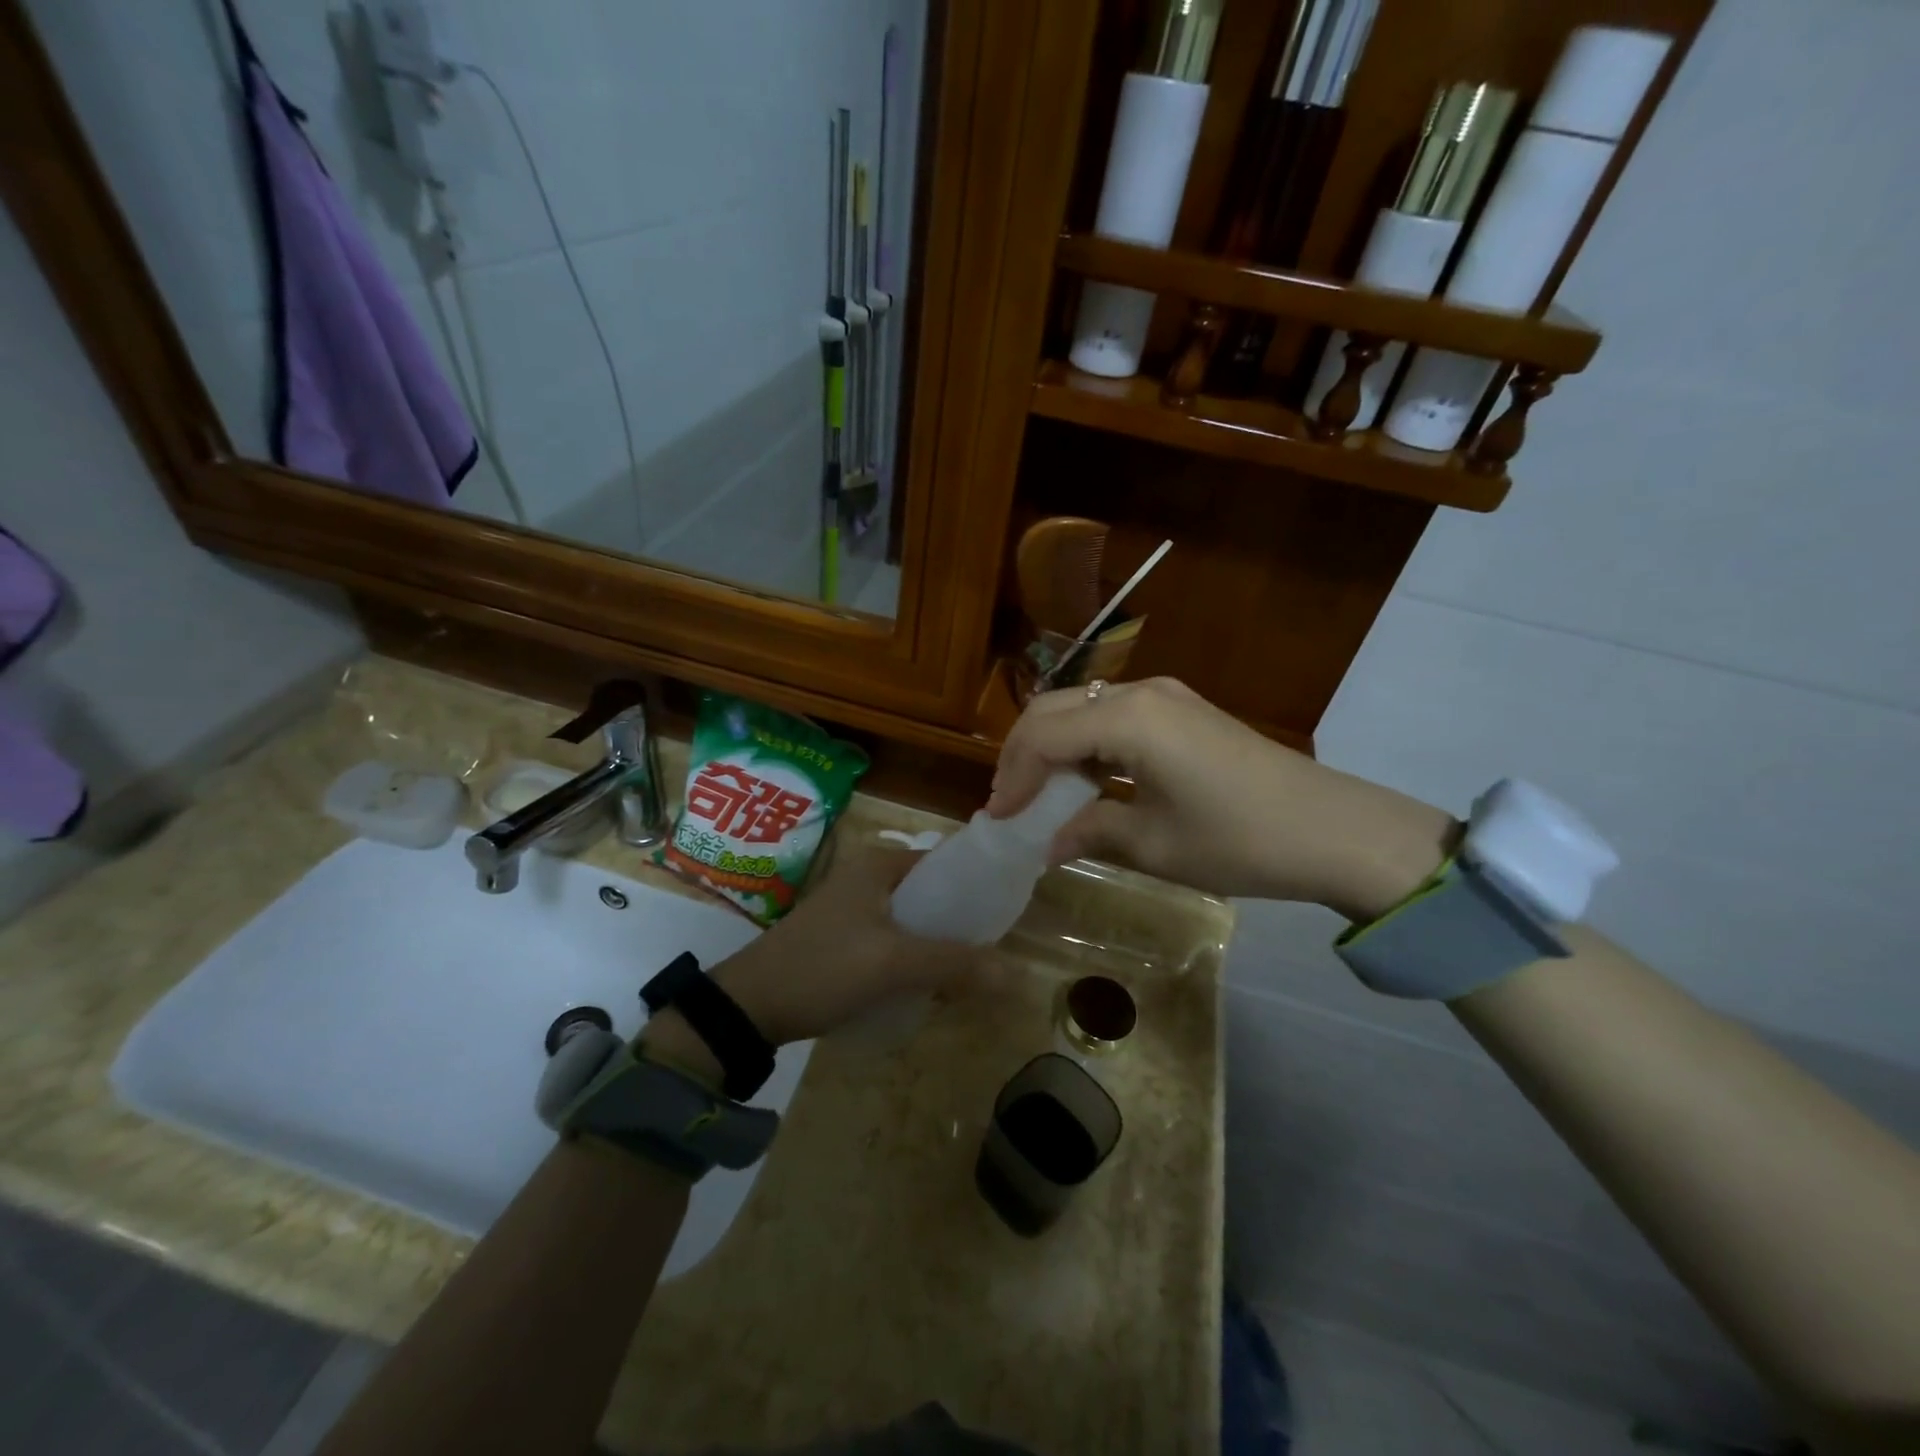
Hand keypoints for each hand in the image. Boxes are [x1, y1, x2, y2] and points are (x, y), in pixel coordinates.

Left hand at [641, 843, 984, 1076]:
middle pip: (930, 895)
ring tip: (965, 974)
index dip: (976, 887)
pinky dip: (912, 957)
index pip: (944, 863)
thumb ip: (953, 964)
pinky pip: (892, 940)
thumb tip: (1014, 974)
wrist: (749, 1006)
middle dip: (959, 924)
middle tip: (989, 954)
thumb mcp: (892, 964)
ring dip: (937, 945)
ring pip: (912, 921)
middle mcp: (866, 877)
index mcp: (879, 865)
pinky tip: (927, 985)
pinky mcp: (843, 937)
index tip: (1005, 917)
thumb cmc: (823, 968)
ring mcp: (852, 908)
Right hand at [987, 678, 1454, 920]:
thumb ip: (1090, 831)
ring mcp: (1167, 696)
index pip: (1043, 737)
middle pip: (1055, 709)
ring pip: (1083, 708)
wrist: (1334, 830)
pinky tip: (1087, 779)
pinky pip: (1115, 716)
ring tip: (1040, 794)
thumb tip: (1047, 845)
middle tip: (1010, 802)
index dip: (1013, 777)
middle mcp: (1141, 693)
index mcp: (1128, 720)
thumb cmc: (1239, 840)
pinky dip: (1088, 744)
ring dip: (1054, 746)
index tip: (998, 819)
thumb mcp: (1154, 845)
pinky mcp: (1184, 710)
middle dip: (1023, 753)